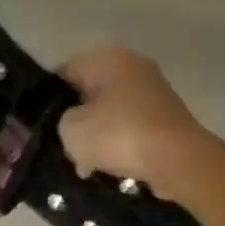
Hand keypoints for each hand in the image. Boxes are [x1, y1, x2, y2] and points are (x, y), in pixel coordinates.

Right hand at [58, 46, 211, 200]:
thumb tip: (73, 125)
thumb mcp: (72, 130)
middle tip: (66, 147)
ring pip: (112, 111)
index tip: (45, 127)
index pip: (65, 72)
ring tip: (88, 164)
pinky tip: (113, 167)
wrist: (179, 160)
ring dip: (100, 135)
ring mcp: (154, 90)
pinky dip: (123, 144)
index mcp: (107, 57)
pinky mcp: (167, 116)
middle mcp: (133, 65)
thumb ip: (61, 121)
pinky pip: (133, 127)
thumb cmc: (120, 135)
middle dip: (78, 119)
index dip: (50, 100)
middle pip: (90, 92)